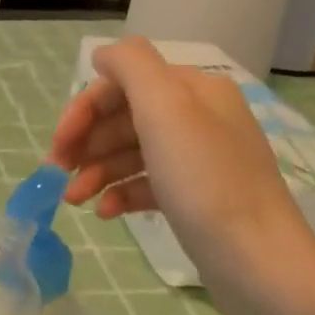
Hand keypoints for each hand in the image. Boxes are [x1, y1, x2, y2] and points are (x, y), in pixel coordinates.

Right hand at [49, 36, 314, 314]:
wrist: (258, 260)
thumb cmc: (205, 181)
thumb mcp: (165, 109)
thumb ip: (130, 66)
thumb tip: (102, 53)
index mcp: (192, 90)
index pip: (122, 83)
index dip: (83, 109)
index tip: (58, 146)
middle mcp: (197, 117)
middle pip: (124, 118)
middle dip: (86, 143)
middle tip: (57, 174)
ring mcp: (197, 159)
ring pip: (131, 153)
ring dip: (95, 171)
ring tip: (74, 200)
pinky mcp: (194, 197)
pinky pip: (146, 184)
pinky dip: (120, 193)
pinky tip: (105, 213)